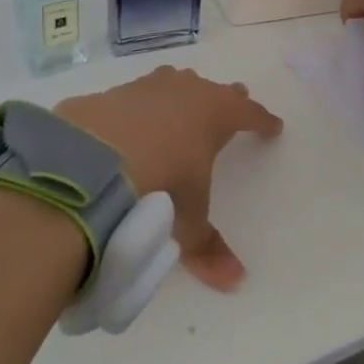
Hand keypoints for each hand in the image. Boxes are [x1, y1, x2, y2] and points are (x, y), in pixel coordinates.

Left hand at [55, 67, 282, 291]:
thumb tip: (236, 281)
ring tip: (183, 103)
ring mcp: (146, 88)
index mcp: (216, 114)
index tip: (273, 126)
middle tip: (235, 102)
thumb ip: (208, 248)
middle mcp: (185, 91)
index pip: (249, 113)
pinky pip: (133, 97)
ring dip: (182, 93)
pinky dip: (138, 108)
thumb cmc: (158, 186)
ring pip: (174, 83)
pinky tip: (129, 123)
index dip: (262, 120)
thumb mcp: (186, 220)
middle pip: (215, 90)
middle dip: (227, 99)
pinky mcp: (110, 94)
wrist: (90, 162)